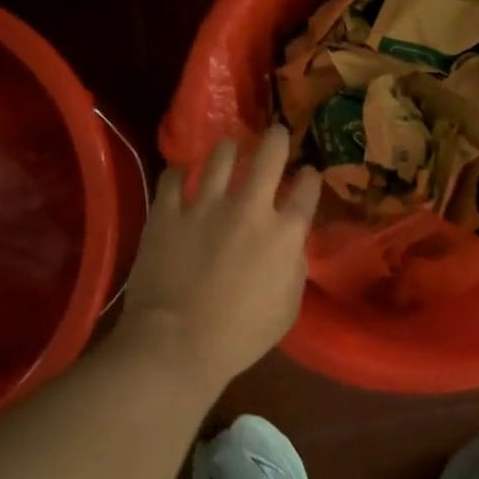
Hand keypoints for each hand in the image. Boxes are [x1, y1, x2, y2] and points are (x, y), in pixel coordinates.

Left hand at [114, 125, 321, 393]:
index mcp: (283, 234)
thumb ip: (294, 268)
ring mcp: (204, 205)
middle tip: (276, 133)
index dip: (310, 177)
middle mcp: (248, 207)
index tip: (308, 174)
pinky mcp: (168, 211)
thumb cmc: (239, 336)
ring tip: (229, 147)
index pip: (307, 190)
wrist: (175, 345)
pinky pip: (173, 176)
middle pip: (269, 155)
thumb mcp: (287, 309)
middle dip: (277, 138)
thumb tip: (291, 244)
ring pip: (220, 155)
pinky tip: (181, 174)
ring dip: (228, 148)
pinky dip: (179, 173)